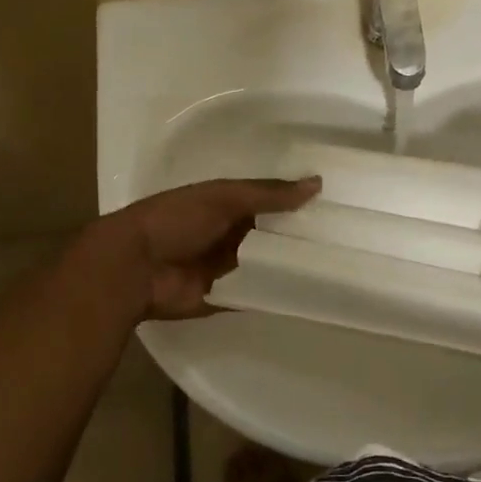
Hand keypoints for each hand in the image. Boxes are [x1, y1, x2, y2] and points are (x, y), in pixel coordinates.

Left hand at [90, 177, 321, 320]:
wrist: (134, 268)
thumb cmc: (176, 220)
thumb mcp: (223, 197)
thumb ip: (268, 194)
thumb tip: (317, 184)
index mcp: (225, 205)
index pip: (269, 202)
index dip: (297, 202)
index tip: (336, 204)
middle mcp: (229, 235)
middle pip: (272, 235)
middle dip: (300, 235)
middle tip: (346, 236)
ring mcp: (229, 268)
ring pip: (269, 265)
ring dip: (294, 264)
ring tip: (341, 263)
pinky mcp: (228, 297)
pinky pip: (260, 293)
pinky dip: (280, 292)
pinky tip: (314, 291)